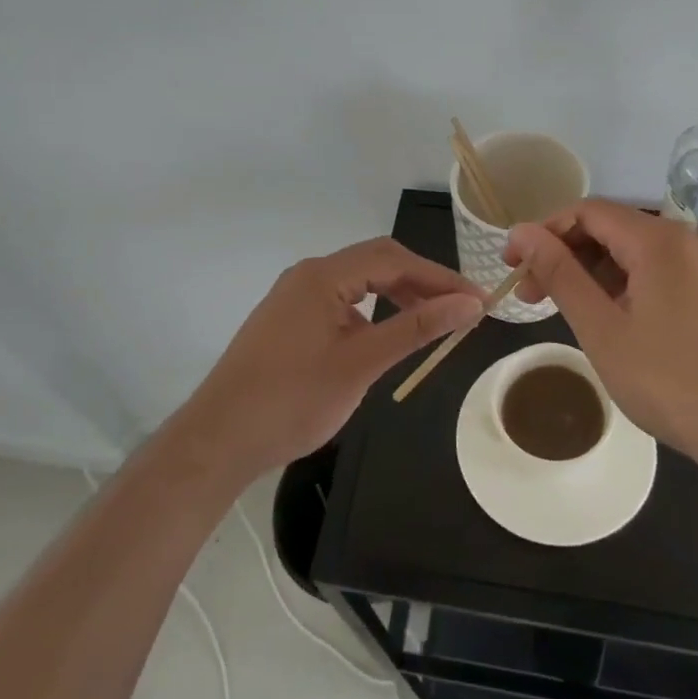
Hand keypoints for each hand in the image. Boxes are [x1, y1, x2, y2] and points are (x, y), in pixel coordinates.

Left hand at [177, 238, 482, 480]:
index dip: (440, 277)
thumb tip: (469, 304)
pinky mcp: (288, 320)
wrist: (219, 440)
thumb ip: (416, 329)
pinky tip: (384, 337)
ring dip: (396, 295)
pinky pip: (340, 302)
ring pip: (357, 282)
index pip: (394, 259)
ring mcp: (294, 297)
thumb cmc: (292, 400)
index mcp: (323, 275)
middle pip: (375, 263)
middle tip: (460, 309)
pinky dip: (371, 312)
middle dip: (421, 282)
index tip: (478, 299)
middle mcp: (307, 275)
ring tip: (430, 322)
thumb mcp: (361, 363)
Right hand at [505, 200, 697, 490]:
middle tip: (535, 298)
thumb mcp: (602, 330)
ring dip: (597, 274)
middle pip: (614, 230)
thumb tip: (521, 232)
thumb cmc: (673, 384)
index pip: (587, 212)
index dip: (544, 232)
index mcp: (660, 240)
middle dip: (568, 256)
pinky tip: (620, 324)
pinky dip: (630, 288)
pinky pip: (666, 274)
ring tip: (574, 315)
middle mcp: (690, 240)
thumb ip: (560, 274)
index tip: (514, 267)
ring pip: (640, 255)